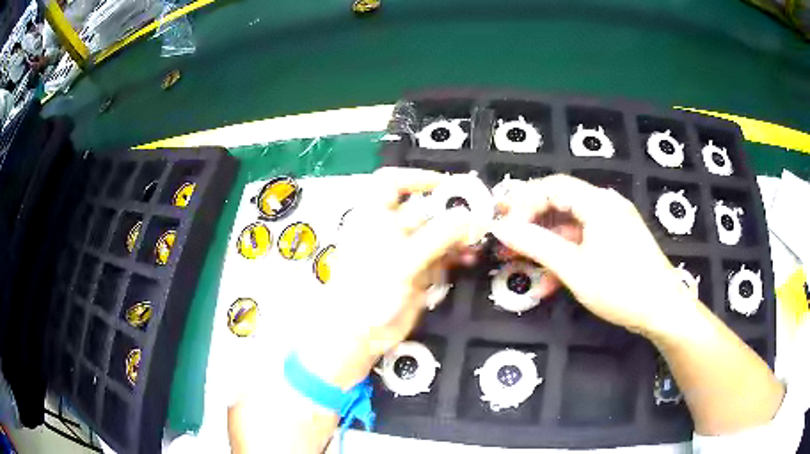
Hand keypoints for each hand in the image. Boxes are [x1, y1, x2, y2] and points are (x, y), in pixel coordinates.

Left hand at [297, 168, 474, 388]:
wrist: (360, 333)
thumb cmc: (369, 289)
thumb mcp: (404, 258)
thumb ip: (438, 235)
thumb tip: (469, 216)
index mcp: (374, 216)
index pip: (391, 183)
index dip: (416, 178)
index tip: (444, 184)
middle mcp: (390, 229)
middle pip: (423, 208)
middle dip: (450, 210)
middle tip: (477, 214)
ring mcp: (405, 251)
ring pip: (436, 232)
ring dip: (457, 234)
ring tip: (476, 239)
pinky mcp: (418, 271)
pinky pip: (441, 256)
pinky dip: (455, 255)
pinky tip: (468, 258)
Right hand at [492, 174, 700, 337]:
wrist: (663, 310)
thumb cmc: (620, 287)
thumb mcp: (574, 268)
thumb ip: (536, 245)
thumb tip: (501, 228)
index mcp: (598, 203)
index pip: (552, 187)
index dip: (525, 203)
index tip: (506, 229)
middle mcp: (606, 205)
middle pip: (560, 204)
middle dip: (531, 224)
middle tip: (506, 243)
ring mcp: (613, 224)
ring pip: (570, 227)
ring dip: (546, 245)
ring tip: (522, 265)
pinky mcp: (617, 241)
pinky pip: (584, 241)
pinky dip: (565, 256)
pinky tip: (550, 280)